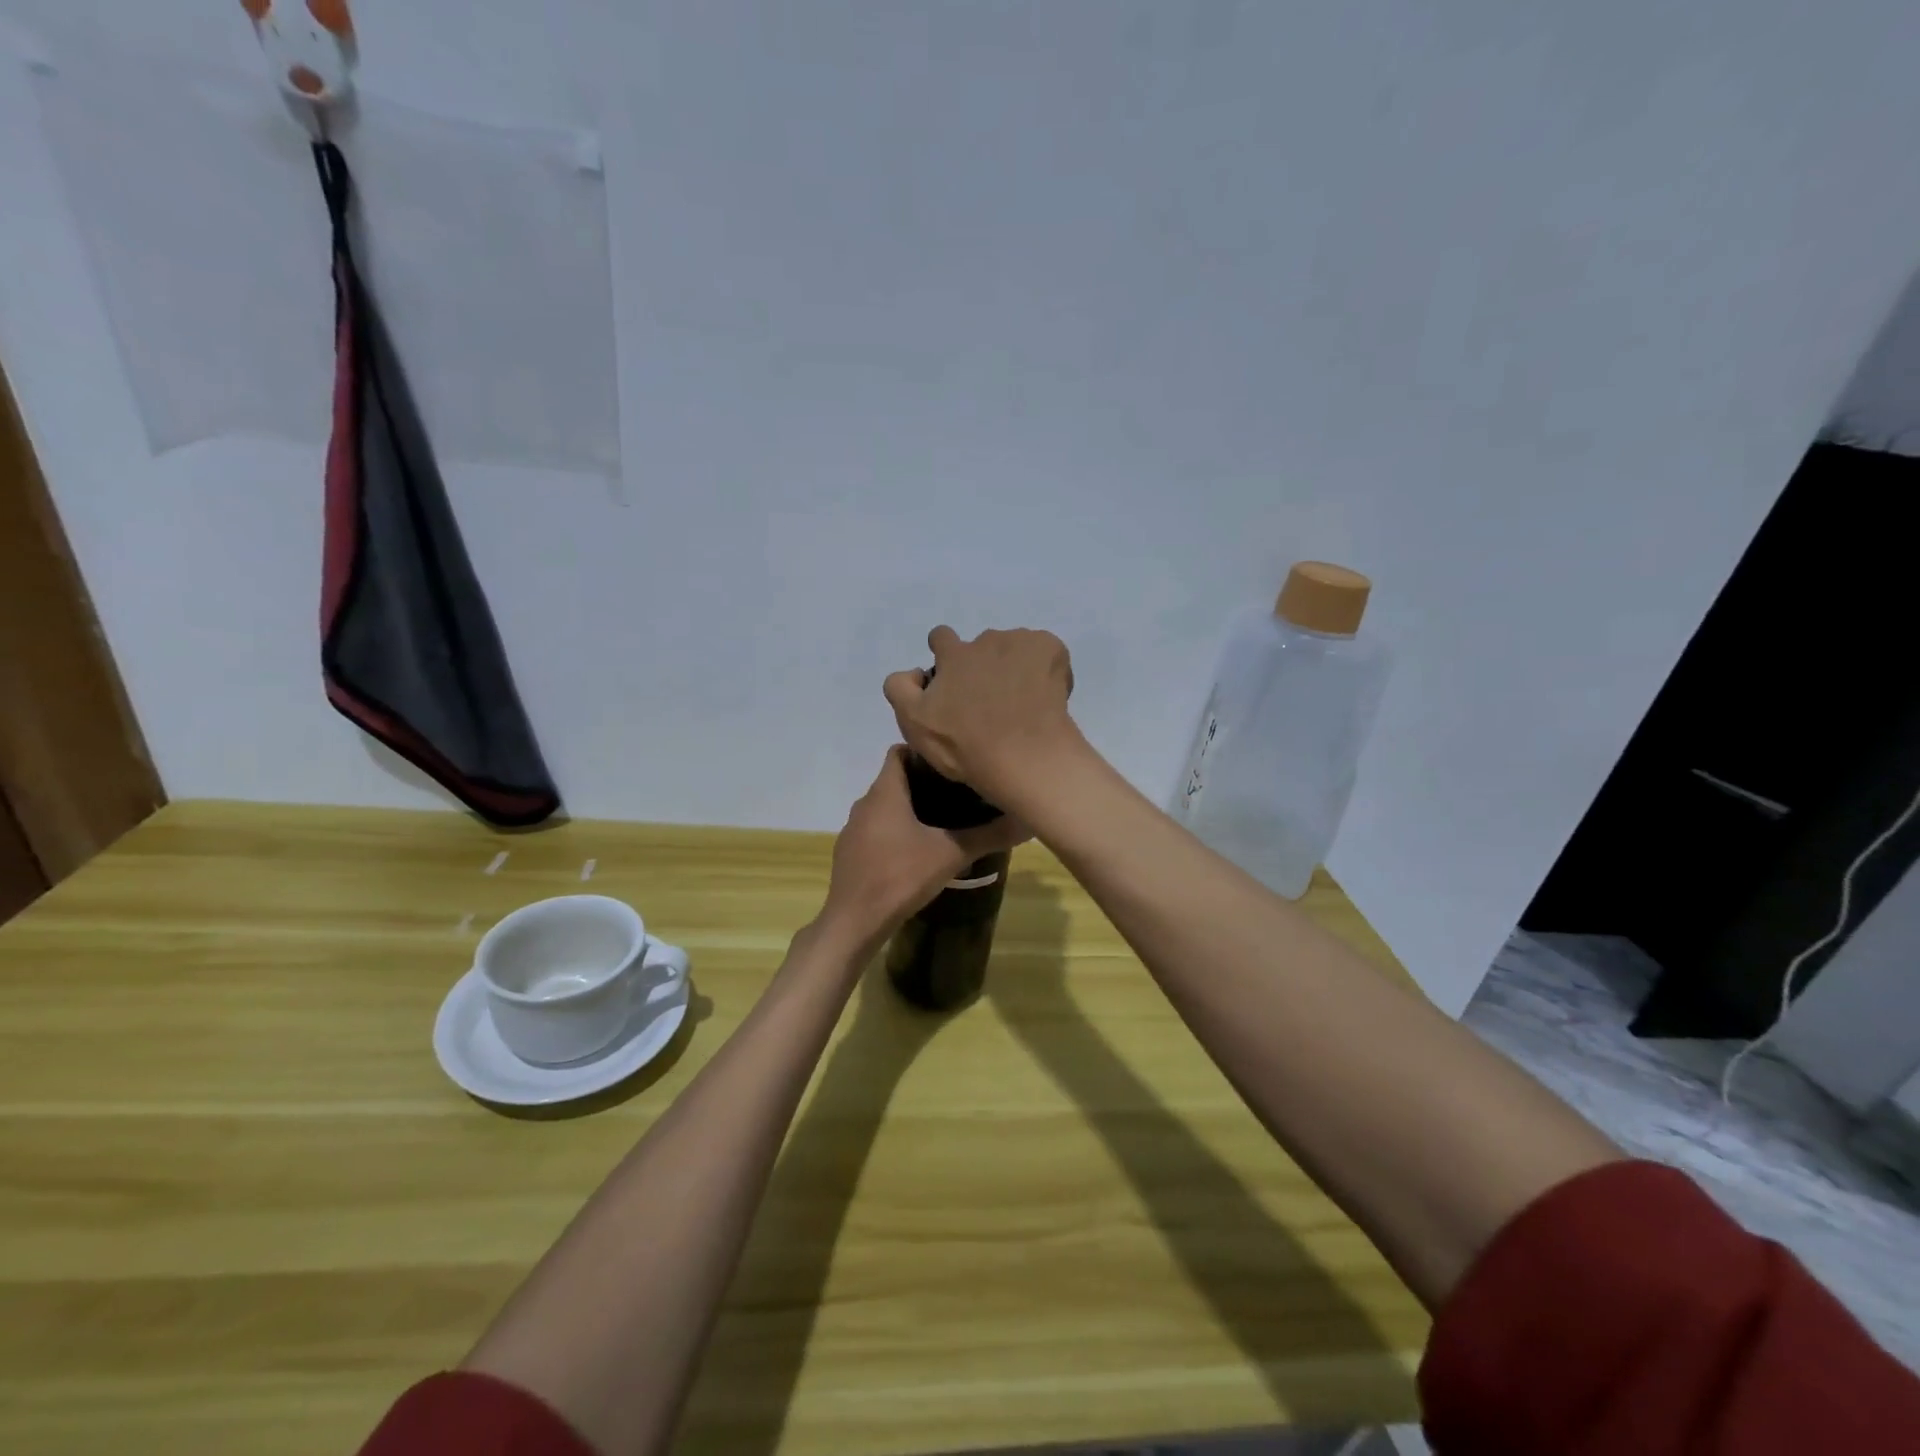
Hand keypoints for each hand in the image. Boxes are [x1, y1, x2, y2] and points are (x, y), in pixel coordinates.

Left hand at [820, 747, 1027, 948]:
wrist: (854, 922)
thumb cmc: (901, 876)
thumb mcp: (951, 854)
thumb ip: (989, 835)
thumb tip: (1028, 821)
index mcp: (885, 792)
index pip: (899, 751)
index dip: (924, 753)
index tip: (952, 765)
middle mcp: (865, 803)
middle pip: (894, 780)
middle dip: (924, 783)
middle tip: (958, 794)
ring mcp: (853, 830)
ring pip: (885, 807)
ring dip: (910, 810)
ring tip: (943, 822)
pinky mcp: (850, 853)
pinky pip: (876, 831)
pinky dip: (895, 833)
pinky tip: (917, 851)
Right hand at [882, 626, 1076, 805]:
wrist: (1025, 758)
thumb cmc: (965, 746)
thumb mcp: (914, 723)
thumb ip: (900, 689)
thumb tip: (912, 672)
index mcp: (952, 654)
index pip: (941, 637)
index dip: (945, 656)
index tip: (954, 681)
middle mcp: (985, 640)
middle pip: (981, 646)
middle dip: (983, 666)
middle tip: (991, 702)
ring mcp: (1021, 642)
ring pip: (1014, 648)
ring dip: (1013, 666)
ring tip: (1021, 702)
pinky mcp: (1052, 650)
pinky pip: (1046, 652)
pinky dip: (1045, 668)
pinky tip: (1045, 697)